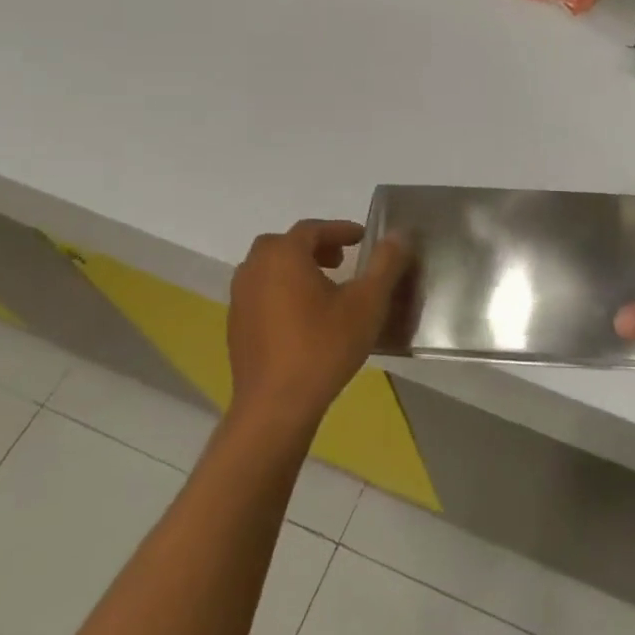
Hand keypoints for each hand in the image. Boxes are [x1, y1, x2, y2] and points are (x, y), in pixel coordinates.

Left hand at [226, 220, 409, 435]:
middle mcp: (255, 269)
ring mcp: (240, 299)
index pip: (312, 229)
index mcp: (284, 256)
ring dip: (295, 268)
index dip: (340, 230)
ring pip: (268, 269)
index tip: (362, 239)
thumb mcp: (367, 303)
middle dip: (314, 246)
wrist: (276, 406)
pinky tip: (302, 318)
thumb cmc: (324, 347)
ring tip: (324, 287)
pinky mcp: (236, 327)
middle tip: (341, 260)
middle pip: (284, 245)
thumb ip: (385, 263)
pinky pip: (260, 293)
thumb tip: (398, 234)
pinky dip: (281, 291)